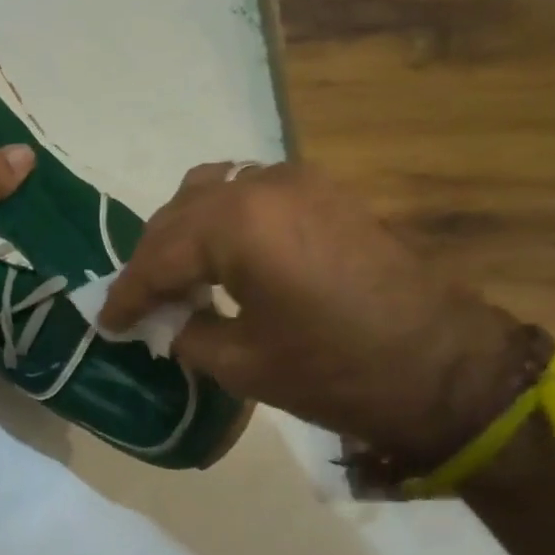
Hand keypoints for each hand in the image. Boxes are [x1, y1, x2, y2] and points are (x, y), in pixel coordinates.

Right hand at [100, 162, 517, 460]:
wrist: (448, 369)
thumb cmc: (337, 373)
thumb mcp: (243, 363)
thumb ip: (185, 333)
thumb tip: (162, 322)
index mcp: (237, 225)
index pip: (159, 256)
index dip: (128, 294)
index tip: (107, 323)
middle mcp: (261, 186)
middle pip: (180, 215)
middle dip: (152, 260)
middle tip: (138, 304)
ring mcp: (298, 181)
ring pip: (212, 193)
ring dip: (185, 232)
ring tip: (176, 277)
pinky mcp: (324, 192)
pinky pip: (251, 193)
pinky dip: (222, 220)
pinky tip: (222, 257)